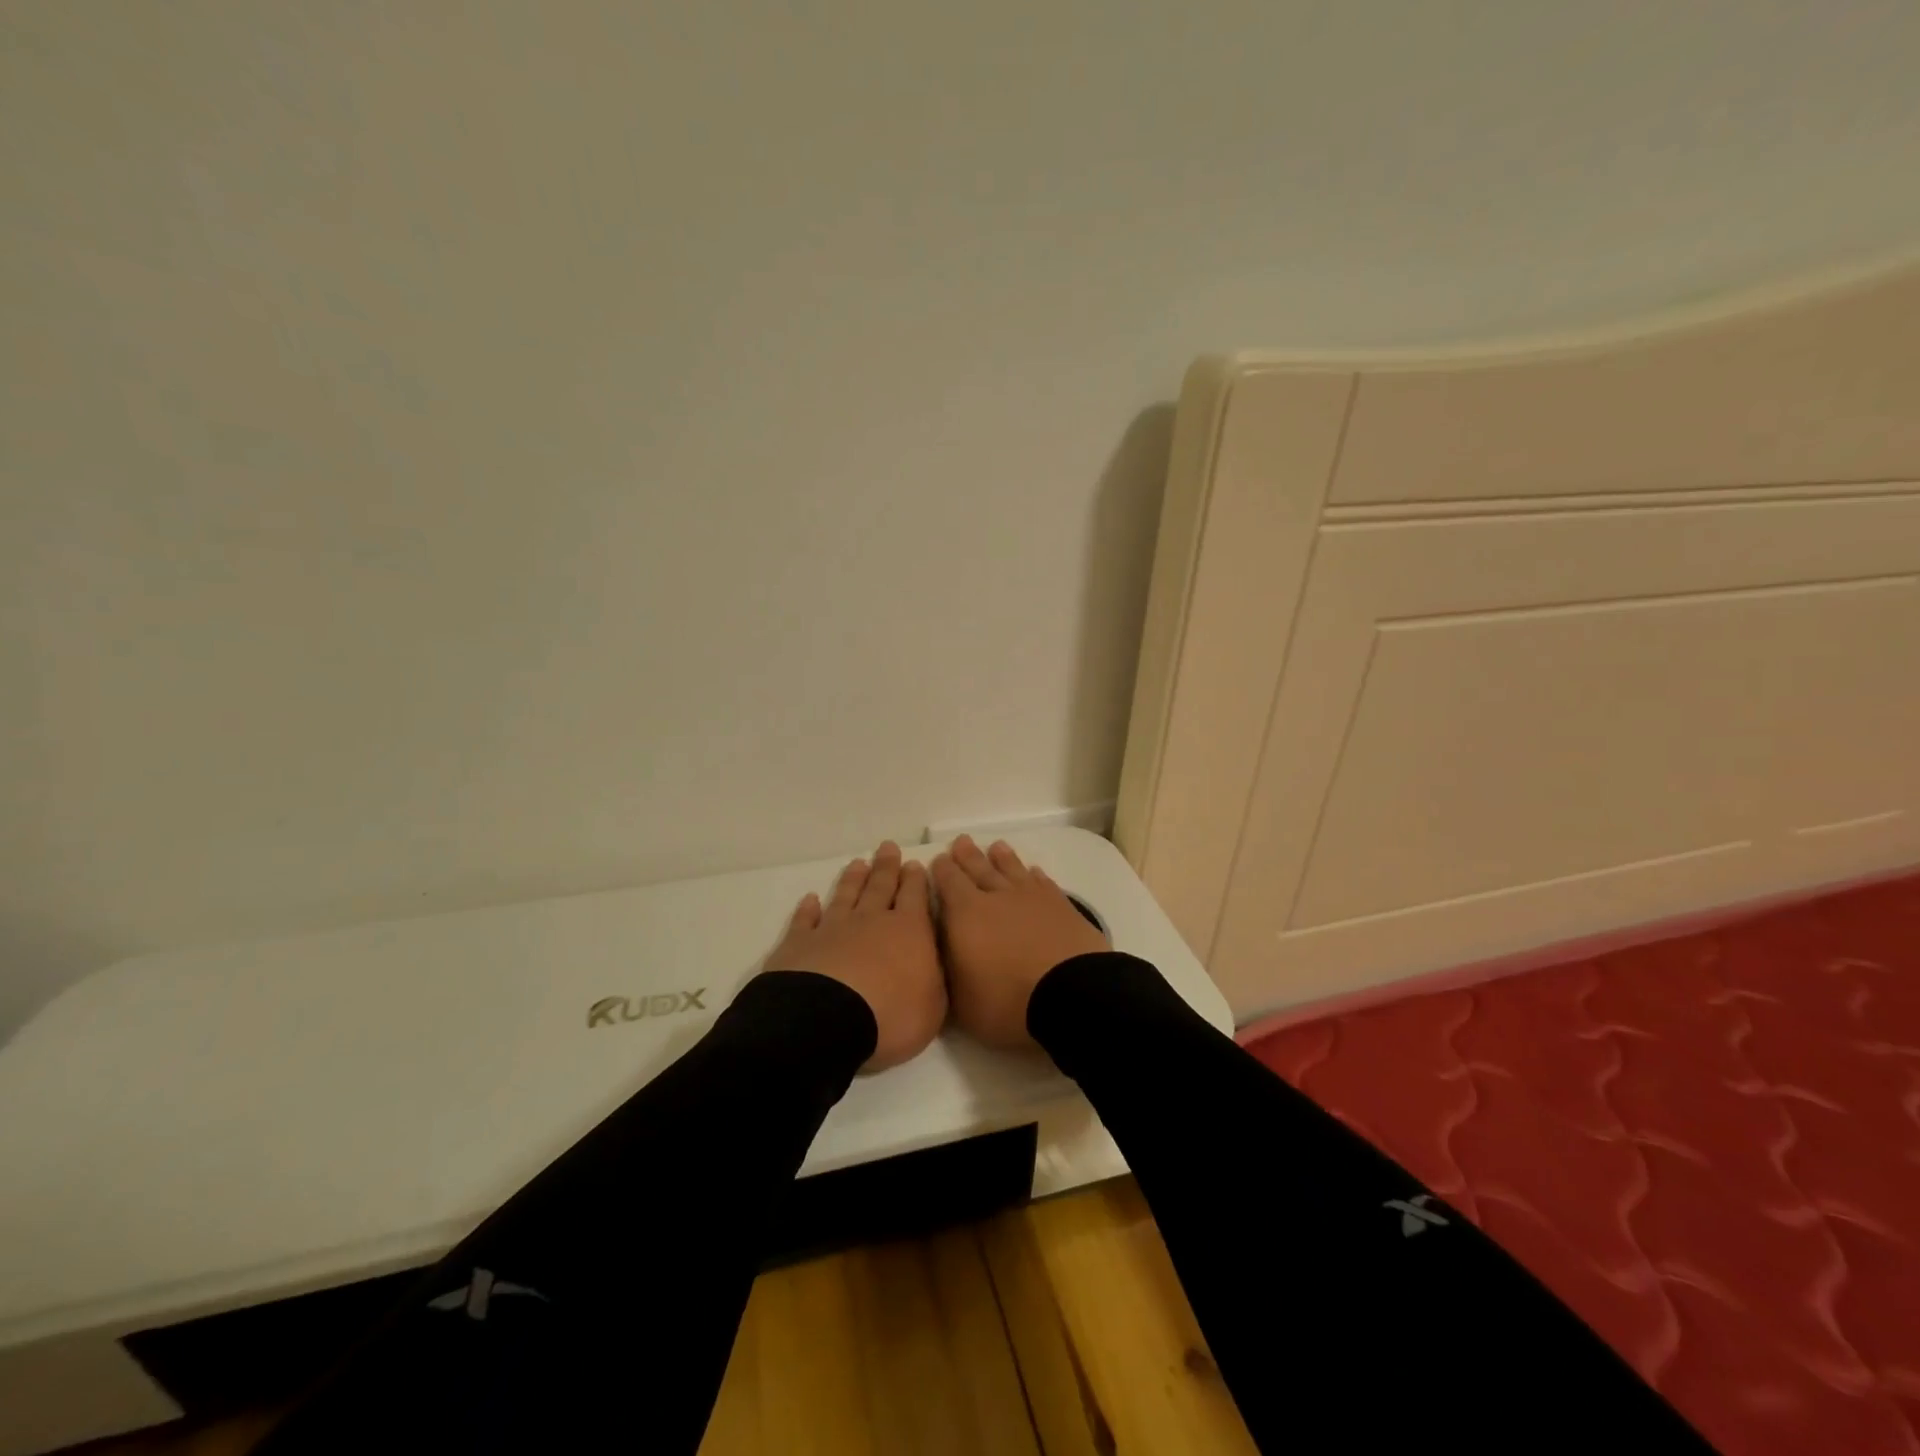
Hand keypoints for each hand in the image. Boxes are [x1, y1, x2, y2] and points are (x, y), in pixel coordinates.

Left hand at [764, 840, 946, 1071]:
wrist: (827, 1020)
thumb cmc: (891, 1016)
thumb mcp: (933, 1006)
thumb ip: (934, 978)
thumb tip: (931, 961)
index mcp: (909, 931)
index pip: (915, 897)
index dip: (915, 880)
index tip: (915, 863)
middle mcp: (871, 921)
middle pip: (880, 887)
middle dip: (886, 867)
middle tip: (888, 847)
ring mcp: (833, 929)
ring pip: (845, 896)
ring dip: (852, 880)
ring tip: (858, 863)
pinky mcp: (799, 944)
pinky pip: (805, 920)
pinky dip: (807, 909)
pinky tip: (810, 899)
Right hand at [931, 835, 1107, 1050]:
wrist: (1071, 995)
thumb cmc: (1007, 1001)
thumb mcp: (960, 1000)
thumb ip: (948, 970)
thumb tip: (942, 951)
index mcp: (966, 914)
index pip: (949, 882)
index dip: (942, 870)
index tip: (938, 859)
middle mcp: (997, 897)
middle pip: (979, 868)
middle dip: (967, 856)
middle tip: (961, 841)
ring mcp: (1032, 898)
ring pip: (1012, 870)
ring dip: (1002, 858)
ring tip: (996, 846)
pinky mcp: (1062, 906)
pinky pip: (1043, 883)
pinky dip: (1035, 876)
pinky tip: (1033, 872)